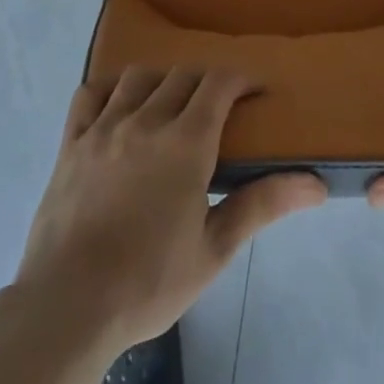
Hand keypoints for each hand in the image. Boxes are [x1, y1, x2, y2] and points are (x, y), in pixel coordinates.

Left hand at [12, 68, 326, 356]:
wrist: (67, 307)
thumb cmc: (148, 283)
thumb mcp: (214, 250)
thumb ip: (262, 205)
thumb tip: (316, 184)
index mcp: (186, 143)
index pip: (219, 84)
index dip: (242, 79)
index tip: (256, 92)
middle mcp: (145, 121)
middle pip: (182, 76)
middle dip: (207, 81)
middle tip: (220, 106)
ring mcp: (103, 128)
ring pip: (138, 78)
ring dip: (162, 80)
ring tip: (171, 104)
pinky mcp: (70, 143)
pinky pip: (89, 94)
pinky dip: (110, 88)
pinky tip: (119, 104)